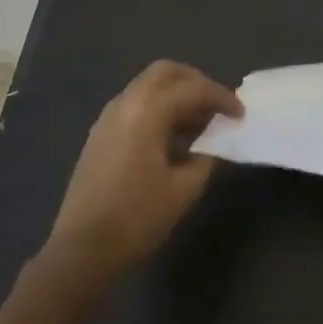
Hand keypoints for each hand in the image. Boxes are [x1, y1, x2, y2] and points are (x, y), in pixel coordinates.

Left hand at [47, 61, 242, 272]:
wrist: (82, 250)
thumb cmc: (137, 217)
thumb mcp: (184, 189)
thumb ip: (205, 158)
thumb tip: (212, 145)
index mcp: (147, 111)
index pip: (192, 89)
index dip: (221, 97)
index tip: (240, 114)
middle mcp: (125, 103)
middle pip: (165, 72)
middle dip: (195, 82)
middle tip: (216, 105)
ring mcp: (108, 118)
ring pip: (147, 86)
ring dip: (175, 94)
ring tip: (199, 122)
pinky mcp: (99, 135)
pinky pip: (134, 105)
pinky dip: (157, 108)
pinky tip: (171, 137)